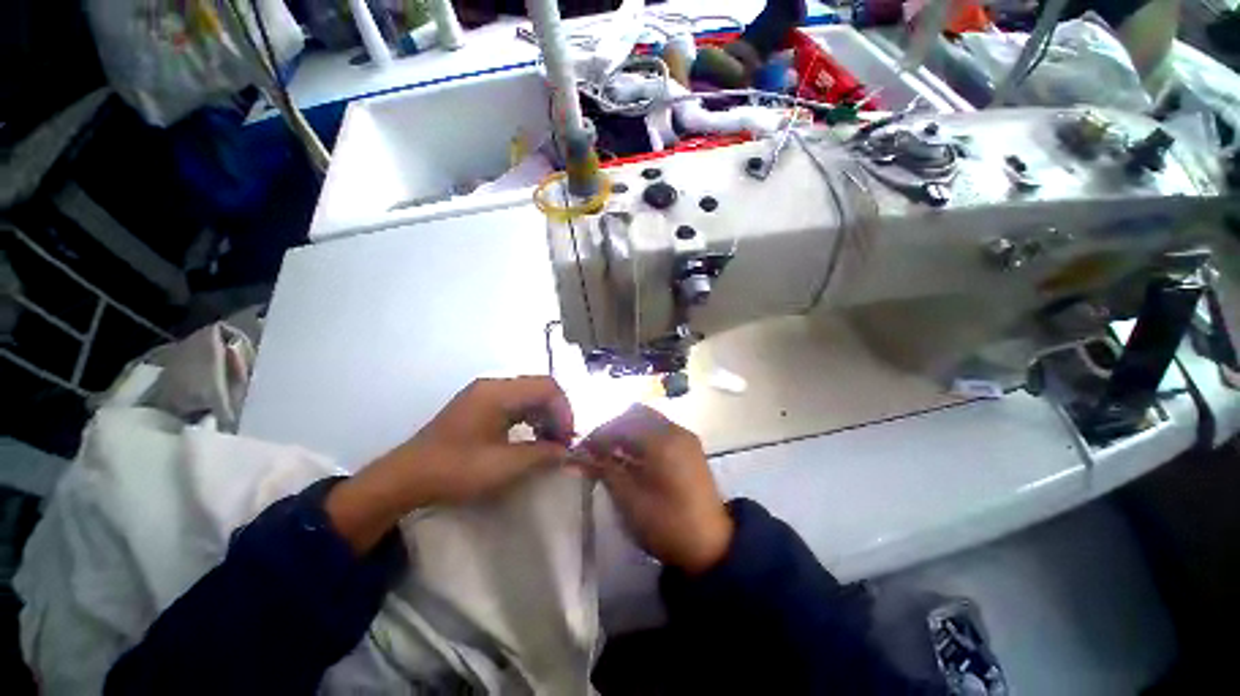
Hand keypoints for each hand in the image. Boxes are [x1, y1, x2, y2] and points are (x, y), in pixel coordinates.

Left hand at [326, 376, 573, 552]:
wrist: (405, 479)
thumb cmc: (455, 470)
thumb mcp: (503, 466)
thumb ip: (542, 455)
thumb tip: (567, 451)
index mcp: (498, 392)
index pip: (547, 387)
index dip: (564, 411)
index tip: (567, 439)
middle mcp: (493, 385)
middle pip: (539, 388)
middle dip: (556, 413)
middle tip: (561, 442)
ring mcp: (484, 394)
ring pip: (528, 395)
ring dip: (544, 416)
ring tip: (549, 442)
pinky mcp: (479, 406)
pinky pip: (515, 404)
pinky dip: (530, 418)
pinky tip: (531, 438)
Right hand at [581, 405, 732, 573]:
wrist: (712, 546)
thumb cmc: (666, 524)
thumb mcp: (629, 499)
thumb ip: (604, 469)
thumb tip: (577, 456)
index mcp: (661, 441)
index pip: (620, 424)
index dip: (598, 435)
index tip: (581, 450)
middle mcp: (675, 430)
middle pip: (636, 414)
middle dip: (613, 427)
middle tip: (597, 449)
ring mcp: (685, 437)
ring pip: (649, 419)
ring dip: (628, 430)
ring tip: (613, 452)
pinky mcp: (691, 446)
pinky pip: (661, 429)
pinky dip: (643, 435)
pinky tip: (634, 456)